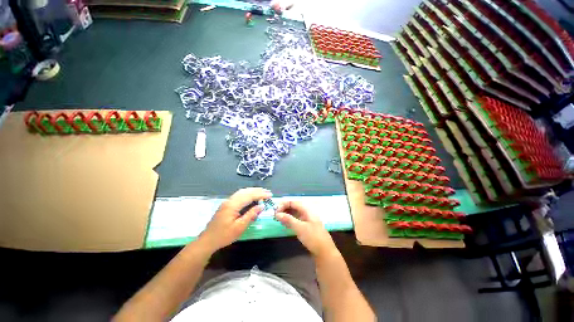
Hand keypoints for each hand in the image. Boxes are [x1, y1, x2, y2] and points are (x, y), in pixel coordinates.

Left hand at [199, 188, 271, 252]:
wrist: (207, 240)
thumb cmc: (224, 235)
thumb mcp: (239, 227)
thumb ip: (250, 215)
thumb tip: (261, 206)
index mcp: (233, 205)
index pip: (249, 196)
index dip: (260, 194)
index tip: (269, 195)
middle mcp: (230, 200)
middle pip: (246, 191)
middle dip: (257, 191)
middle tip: (268, 192)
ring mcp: (227, 201)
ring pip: (242, 192)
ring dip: (253, 191)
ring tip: (262, 192)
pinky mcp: (227, 204)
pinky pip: (239, 195)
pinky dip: (247, 194)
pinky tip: (251, 196)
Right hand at [275, 201, 337, 258]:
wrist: (325, 252)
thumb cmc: (313, 237)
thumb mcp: (300, 228)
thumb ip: (288, 219)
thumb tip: (277, 214)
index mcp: (307, 210)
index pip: (293, 202)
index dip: (283, 205)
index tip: (275, 211)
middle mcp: (307, 212)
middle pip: (294, 207)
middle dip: (284, 209)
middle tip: (275, 216)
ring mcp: (307, 219)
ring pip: (294, 213)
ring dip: (286, 215)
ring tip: (278, 219)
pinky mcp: (306, 226)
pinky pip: (296, 220)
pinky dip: (290, 220)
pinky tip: (285, 224)